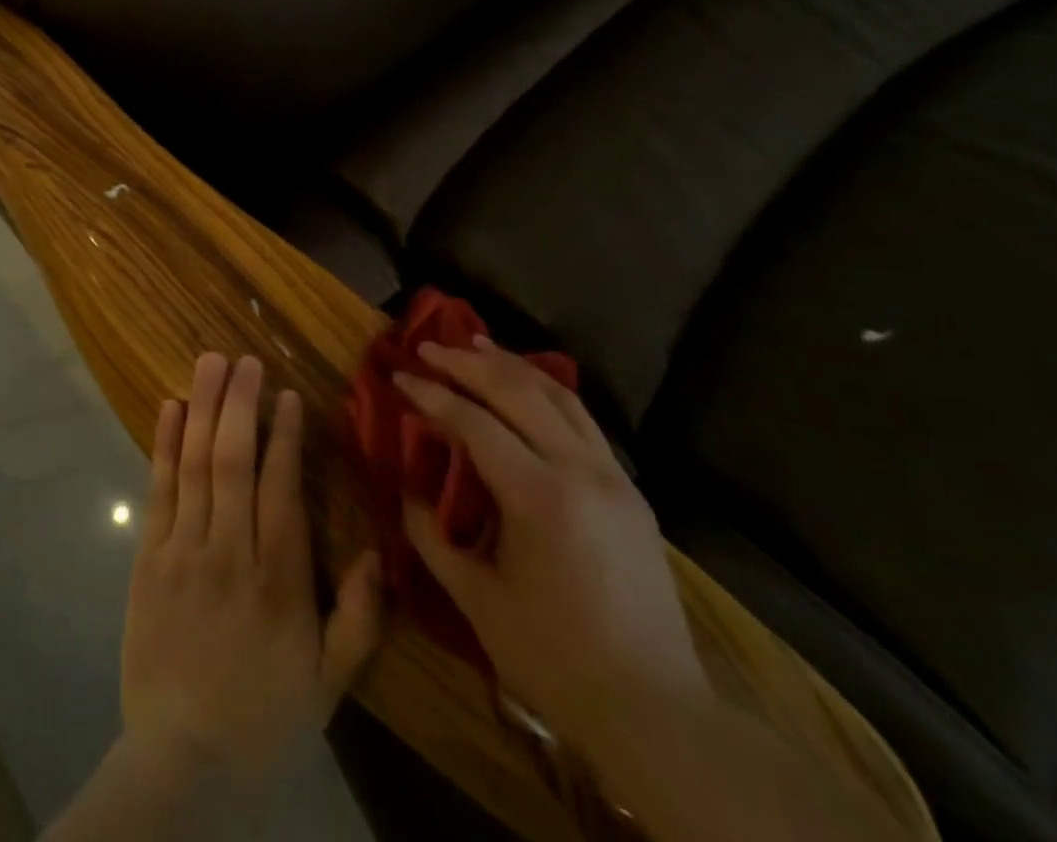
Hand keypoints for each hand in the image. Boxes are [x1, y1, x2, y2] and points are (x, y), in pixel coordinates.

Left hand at [122, 351, 382, 784]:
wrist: (182, 761)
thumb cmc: (263, 715)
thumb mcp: (329, 683)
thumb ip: (358, 619)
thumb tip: (377, 552)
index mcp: (278, 579)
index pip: (281, 487)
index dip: (285, 435)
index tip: (288, 394)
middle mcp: (229, 551)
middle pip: (233, 460)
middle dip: (239, 402)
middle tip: (244, 358)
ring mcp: (183, 550)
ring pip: (194, 464)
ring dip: (203, 407)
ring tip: (210, 362)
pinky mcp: (149, 558)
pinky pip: (158, 490)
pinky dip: (163, 444)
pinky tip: (170, 407)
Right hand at [395, 337, 711, 760]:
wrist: (657, 712)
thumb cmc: (556, 660)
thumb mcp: (478, 601)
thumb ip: (431, 537)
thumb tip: (407, 490)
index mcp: (540, 498)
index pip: (475, 423)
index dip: (432, 395)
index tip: (399, 376)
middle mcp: (581, 471)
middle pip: (518, 391)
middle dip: (468, 362)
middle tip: (429, 346)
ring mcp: (613, 477)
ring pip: (559, 395)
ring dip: (511, 364)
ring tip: (475, 343)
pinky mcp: (630, 490)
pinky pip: (582, 419)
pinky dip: (546, 389)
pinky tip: (526, 384)